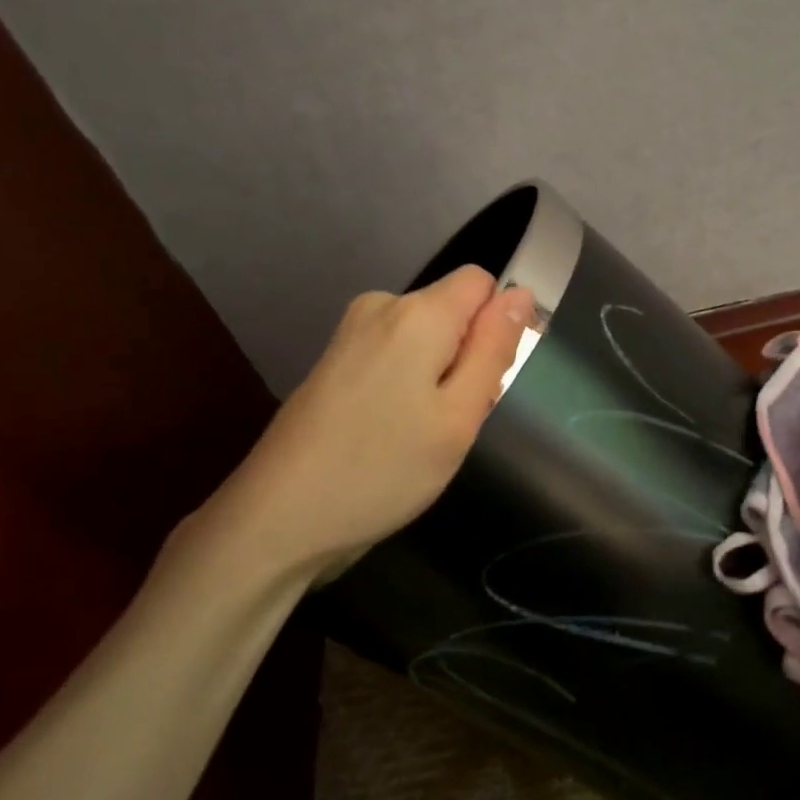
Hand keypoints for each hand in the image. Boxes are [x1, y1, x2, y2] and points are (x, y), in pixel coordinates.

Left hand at [158, 266, 533, 600]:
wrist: (278, 517)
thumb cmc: (383, 469)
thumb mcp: (458, 416)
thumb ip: (494, 348)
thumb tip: (521, 293)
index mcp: (417, 313)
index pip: (481, 282)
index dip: (499, 324)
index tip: (491, 379)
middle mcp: (380, 306)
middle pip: (452, 311)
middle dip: (468, 356)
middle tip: (454, 421)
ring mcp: (350, 334)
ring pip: (425, 338)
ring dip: (439, 377)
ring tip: (423, 435)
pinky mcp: (334, 362)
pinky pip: (395, 355)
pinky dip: (408, 386)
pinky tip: (393, 433)